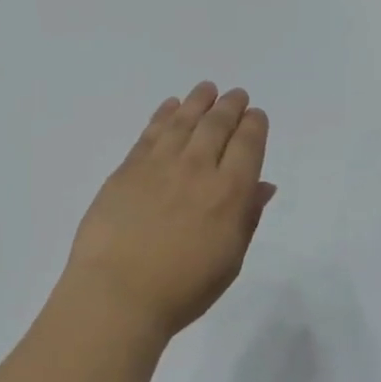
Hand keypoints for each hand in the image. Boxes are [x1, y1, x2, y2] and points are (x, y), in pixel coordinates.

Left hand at [63, 82, 276, 341]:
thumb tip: (262, 185)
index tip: (255, 115)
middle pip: (217, 125)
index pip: (247, 145)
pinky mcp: (128, 168)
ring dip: (198, 101)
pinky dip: (163, 114)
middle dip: (230, 107)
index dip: (253, 125)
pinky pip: (151, 132)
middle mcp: (197, 169)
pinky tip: (170, 106)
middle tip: (235, 95)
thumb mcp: (229, 261)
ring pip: (184, 121)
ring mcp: (159, 165)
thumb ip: (247, 218)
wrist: (118, 292)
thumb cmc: (182, 289)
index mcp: (229, 193)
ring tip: (206, 89)